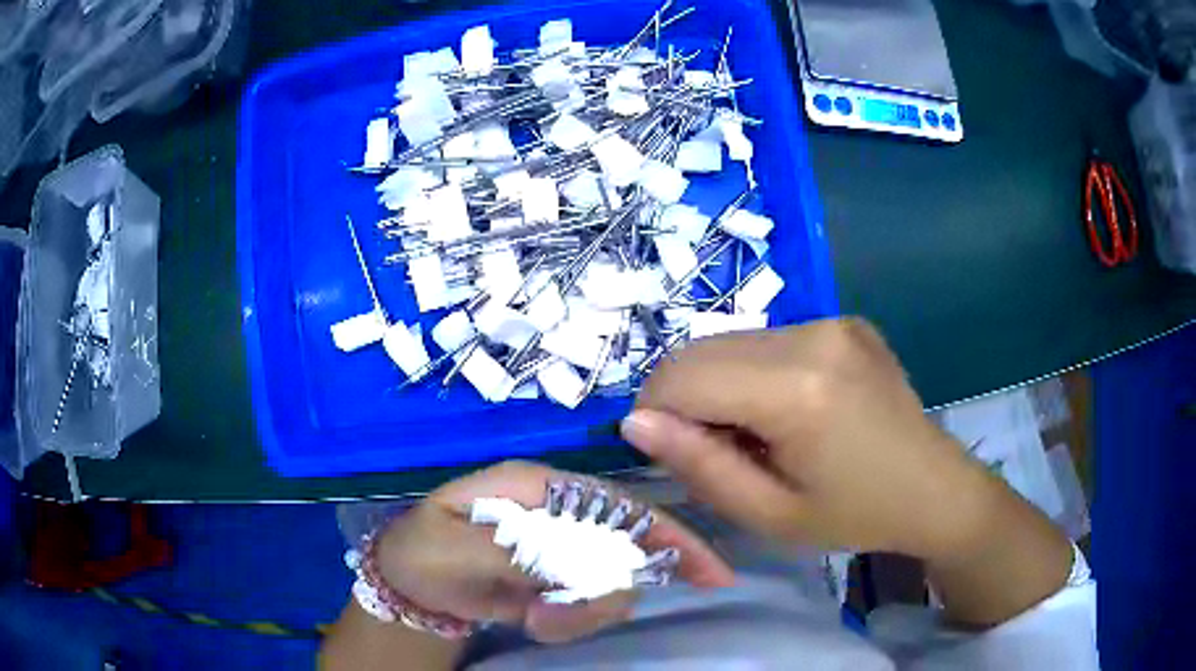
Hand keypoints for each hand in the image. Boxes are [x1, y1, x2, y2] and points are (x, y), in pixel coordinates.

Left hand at [375, 461, 733, 643]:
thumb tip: (579, 566)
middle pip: (623, 548)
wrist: (408, 584)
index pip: (619, 504)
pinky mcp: (557, 578)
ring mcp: (560, 547)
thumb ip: (515, 553)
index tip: (713, 575)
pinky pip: (587, 604)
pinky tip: (533, 621)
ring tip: (534, 620)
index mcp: (537, 487)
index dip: (668, 534)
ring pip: (608, 583)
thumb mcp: (454, 548)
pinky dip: (570, 621)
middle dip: (607, 591)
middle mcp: (559, 512)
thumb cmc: (422, 551)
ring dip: (582, 611)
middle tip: (553, 620)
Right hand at [622, 318, 1002, 562]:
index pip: (682, 376)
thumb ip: (699, 467)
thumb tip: (636, 422)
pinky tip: (790, 410)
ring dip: (720, 385)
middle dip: (686, 399)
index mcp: (798, 388)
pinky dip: (755, 373)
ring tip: (759, 433)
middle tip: (722, 451)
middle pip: (702, 350)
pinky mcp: (843, 320)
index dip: (656, 414)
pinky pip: (769, 340)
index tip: (675, 454)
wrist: (935, 488)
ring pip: (731, 341)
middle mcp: (812, 335)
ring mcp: (831, 320)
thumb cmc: (855, 516)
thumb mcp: (770, 514)